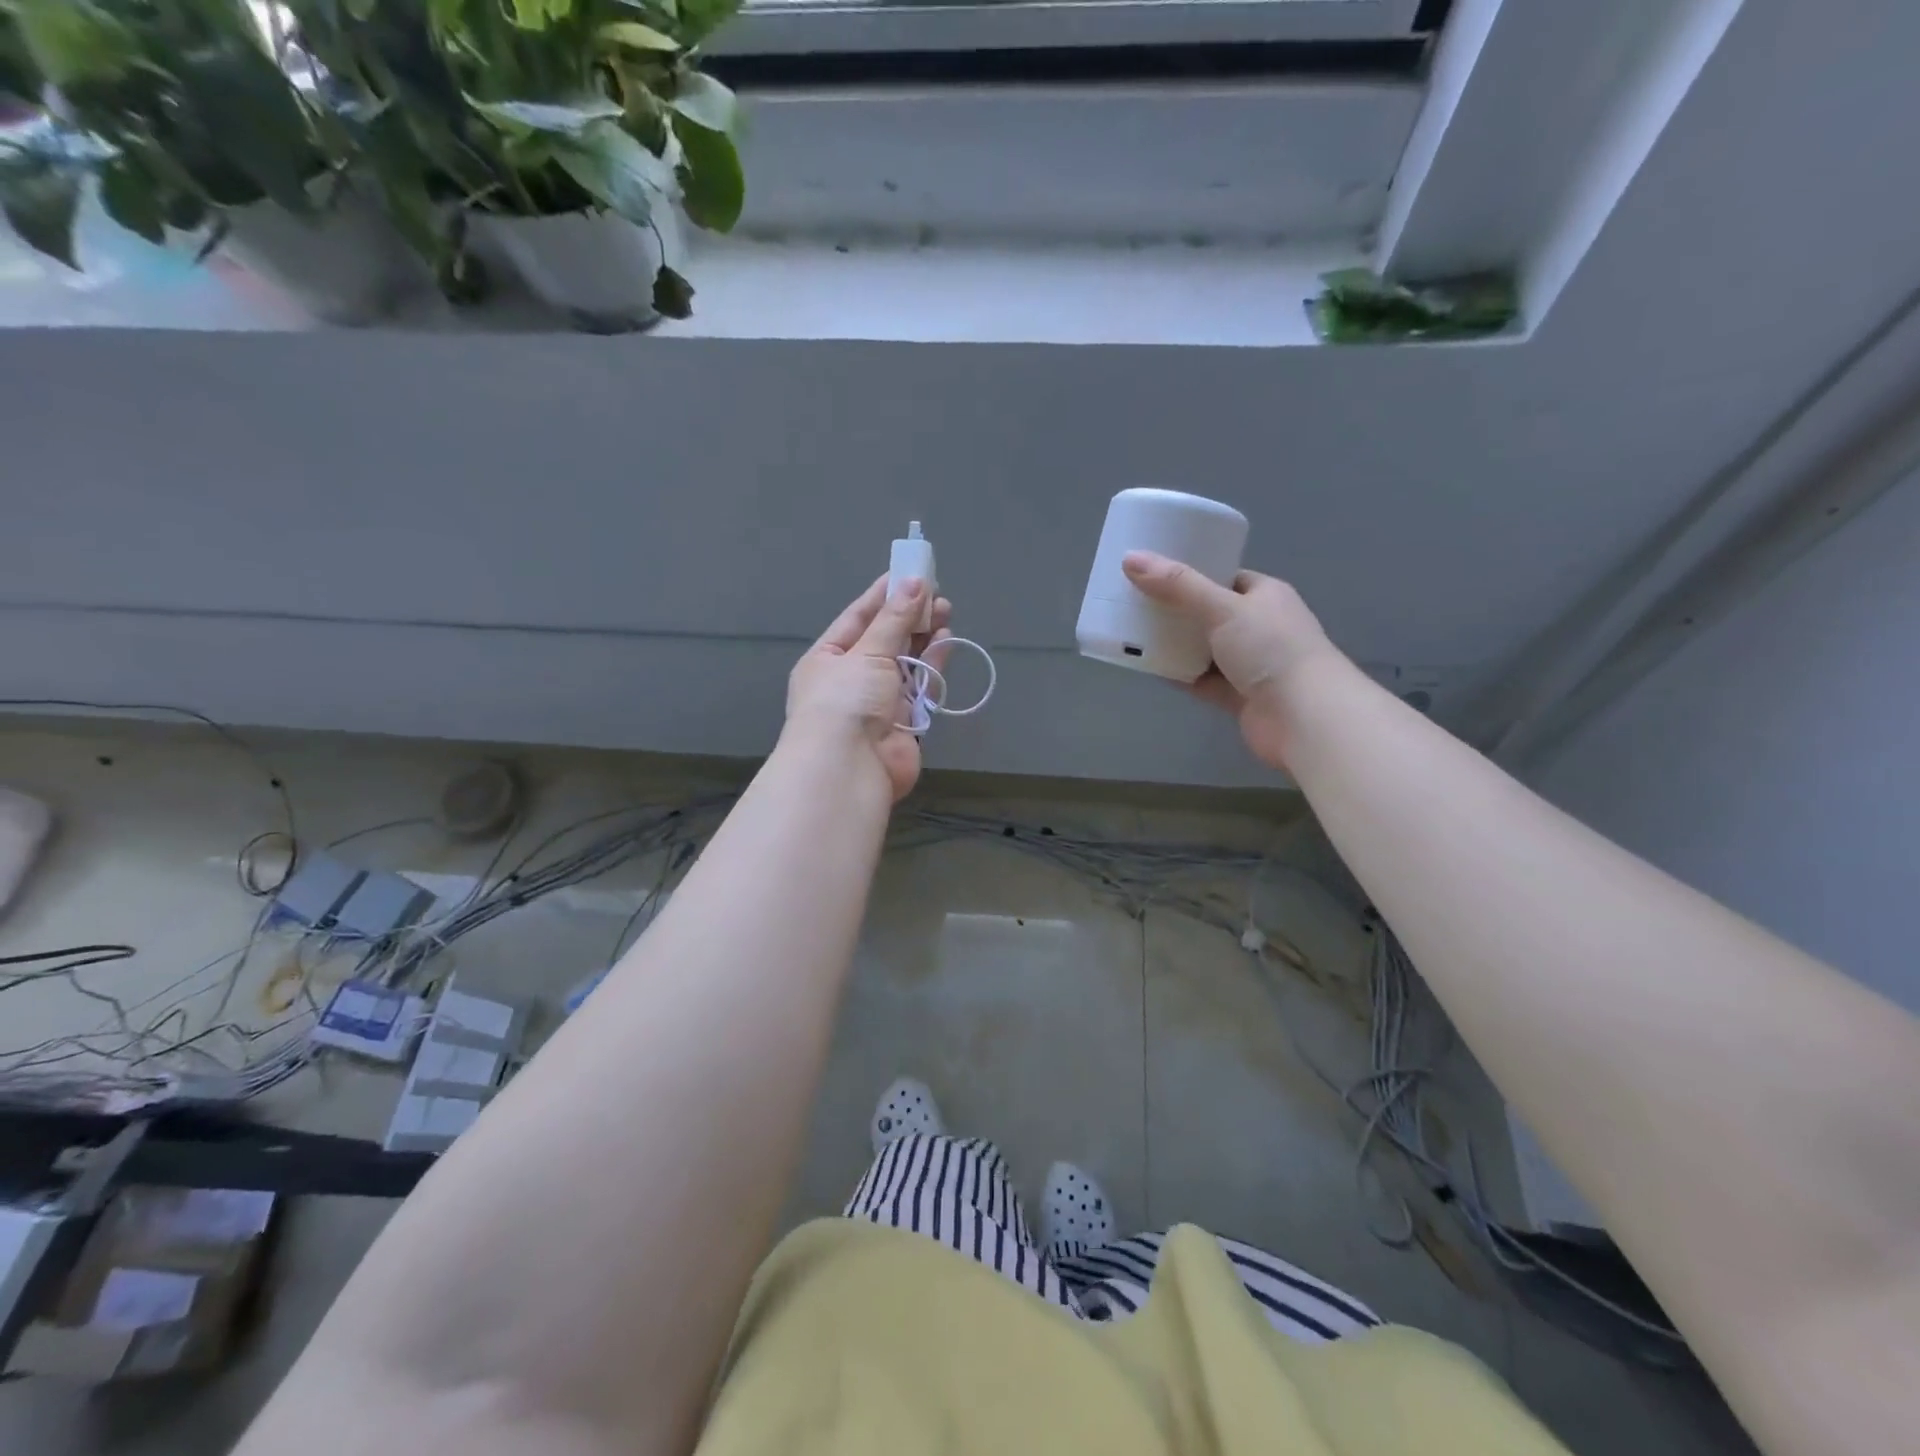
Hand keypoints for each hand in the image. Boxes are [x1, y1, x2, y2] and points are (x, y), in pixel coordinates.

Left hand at [785, 575, 952, 800]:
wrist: (848, 769)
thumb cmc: (845, 701)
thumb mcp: (867, 653)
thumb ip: (895, 619)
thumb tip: (915, 582)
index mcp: (827, 659)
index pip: (857, 618)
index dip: (884, 595)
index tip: (909, 572)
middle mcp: (851, 679)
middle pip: (884, 639)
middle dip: (909, 616)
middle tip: (936, 593)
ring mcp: (878, 702)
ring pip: (906, 662)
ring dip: (924, 637)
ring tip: (946, 611)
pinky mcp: (904, 723)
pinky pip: (920, 687)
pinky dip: (933, 665)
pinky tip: (946, 641)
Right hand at [1122, 550, 1344, 770]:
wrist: (1304, 717)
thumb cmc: (1270, 650)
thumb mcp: (1222, 608)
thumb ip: (1177, 586)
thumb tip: (1130, 558)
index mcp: (1265, 595)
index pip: (1225, 577)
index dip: (1192, 573)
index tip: (1155, 572)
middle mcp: (1260, 627)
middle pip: (1210, 613)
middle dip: (1176, 610)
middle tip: (1135, 602)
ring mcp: (1250, 664)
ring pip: (1204, 648)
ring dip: (1175, 644)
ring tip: (1134, 632)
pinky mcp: (1239, 696)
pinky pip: (1201, 680)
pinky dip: (1179, 674)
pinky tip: (1149, 667)